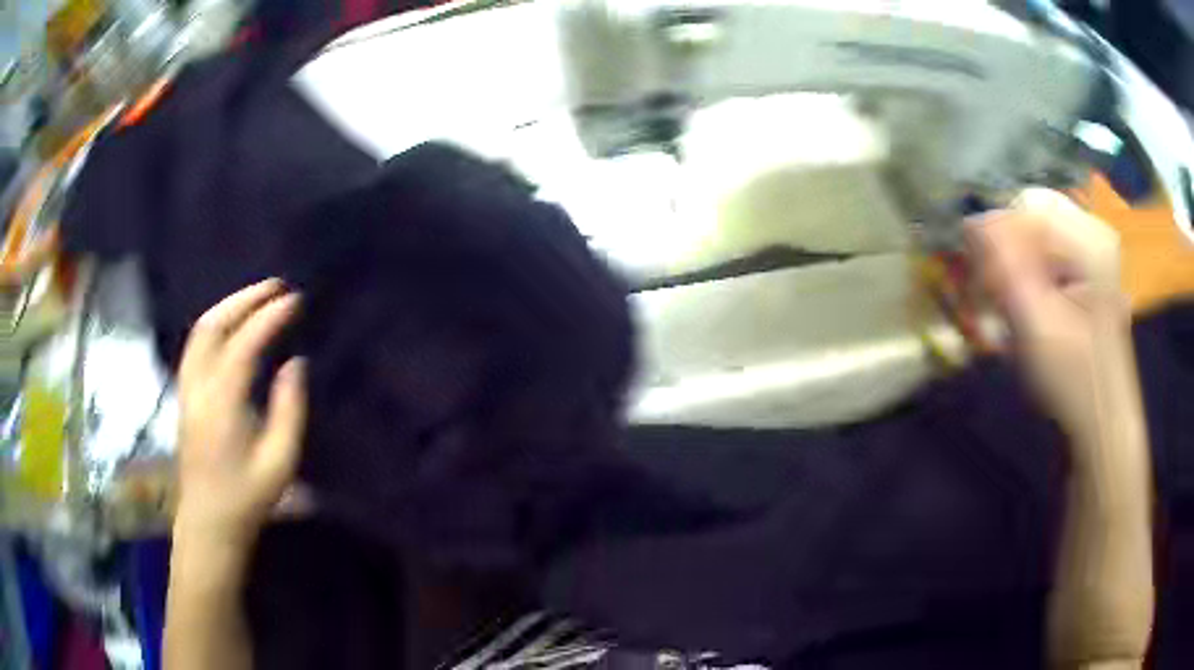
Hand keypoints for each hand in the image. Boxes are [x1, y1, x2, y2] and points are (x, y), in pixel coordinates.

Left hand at [174, 279, 305, 550]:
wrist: (209, 521)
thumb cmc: (247, 496)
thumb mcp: (279, 461)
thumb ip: (289, 409)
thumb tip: (295, 363)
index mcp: (222, 403)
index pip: (244, 343)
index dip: (269, 317)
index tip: (295, 300)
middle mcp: (198, 386)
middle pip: (214, 325)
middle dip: (245, 299)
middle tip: (276, 286)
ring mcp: (186, 388)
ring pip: (200, 331)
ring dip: (228, 307)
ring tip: (256, 298)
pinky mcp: (184, 395)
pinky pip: (196, 345)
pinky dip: (216, 324)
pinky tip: (232, 327)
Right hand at [969, 188, 1131, 441]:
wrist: (1102, 425)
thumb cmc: (1075, 380)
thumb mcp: (1038, 325)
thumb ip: (1006, 268)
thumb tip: (970, 222)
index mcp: (1090, 238)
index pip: (1027, 206)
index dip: (999, 239)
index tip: (983, 283)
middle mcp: (1093, 235)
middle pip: (1032, 221)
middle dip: (1005, 256)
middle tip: (990, 300)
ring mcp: (1091, 255)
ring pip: (1035, 240)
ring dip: (1013, 271)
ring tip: (1005, 313)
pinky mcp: (1086, 276)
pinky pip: (1045, 259)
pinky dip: (1027, 280)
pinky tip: (1023, 312)